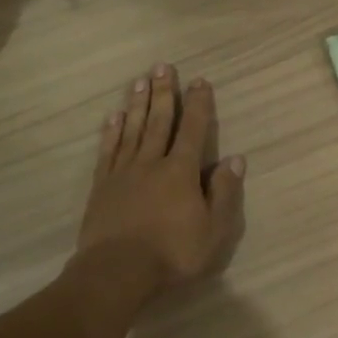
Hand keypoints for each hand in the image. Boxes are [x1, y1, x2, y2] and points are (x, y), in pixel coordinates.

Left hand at [77, 64, 245, 298]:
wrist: (117, 271)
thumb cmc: (172, 253)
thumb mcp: (214, 229)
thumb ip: (224, 192)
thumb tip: (235, 159)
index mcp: (181, 171)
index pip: (194, 130)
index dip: (199, 105)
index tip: (200, 81)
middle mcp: (151, 163)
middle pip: (159, 121)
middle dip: (164, 93)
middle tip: (162, 66)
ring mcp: (123, 172)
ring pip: (132, 130)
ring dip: (138, 104)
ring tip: (140, 81)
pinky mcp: (102, 186)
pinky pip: (109, 150)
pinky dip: (112, 131)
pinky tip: (114, 116)